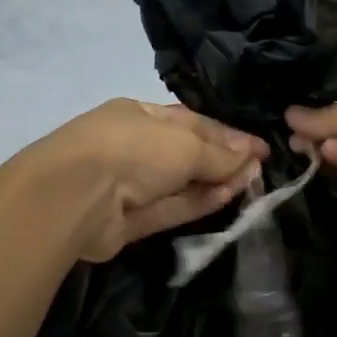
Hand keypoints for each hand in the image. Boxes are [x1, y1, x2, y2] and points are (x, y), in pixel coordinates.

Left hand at [28, 99, 267, 261]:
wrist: (76, 197)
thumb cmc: (132, 150)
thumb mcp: (184, 144)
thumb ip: (219, 153)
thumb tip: (252, 154)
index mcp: (140, 115)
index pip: (192, 122)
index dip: (228, 135)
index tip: (261, 148)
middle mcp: (135, 147)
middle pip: (187, 154)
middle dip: (224, 161)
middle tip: (261, 170)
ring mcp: (131, 185)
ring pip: (181, 184)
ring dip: (215, 183)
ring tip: (252, 184)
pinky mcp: (131, 220)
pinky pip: (171, 209)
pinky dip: (198, 204)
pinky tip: (227, 198)